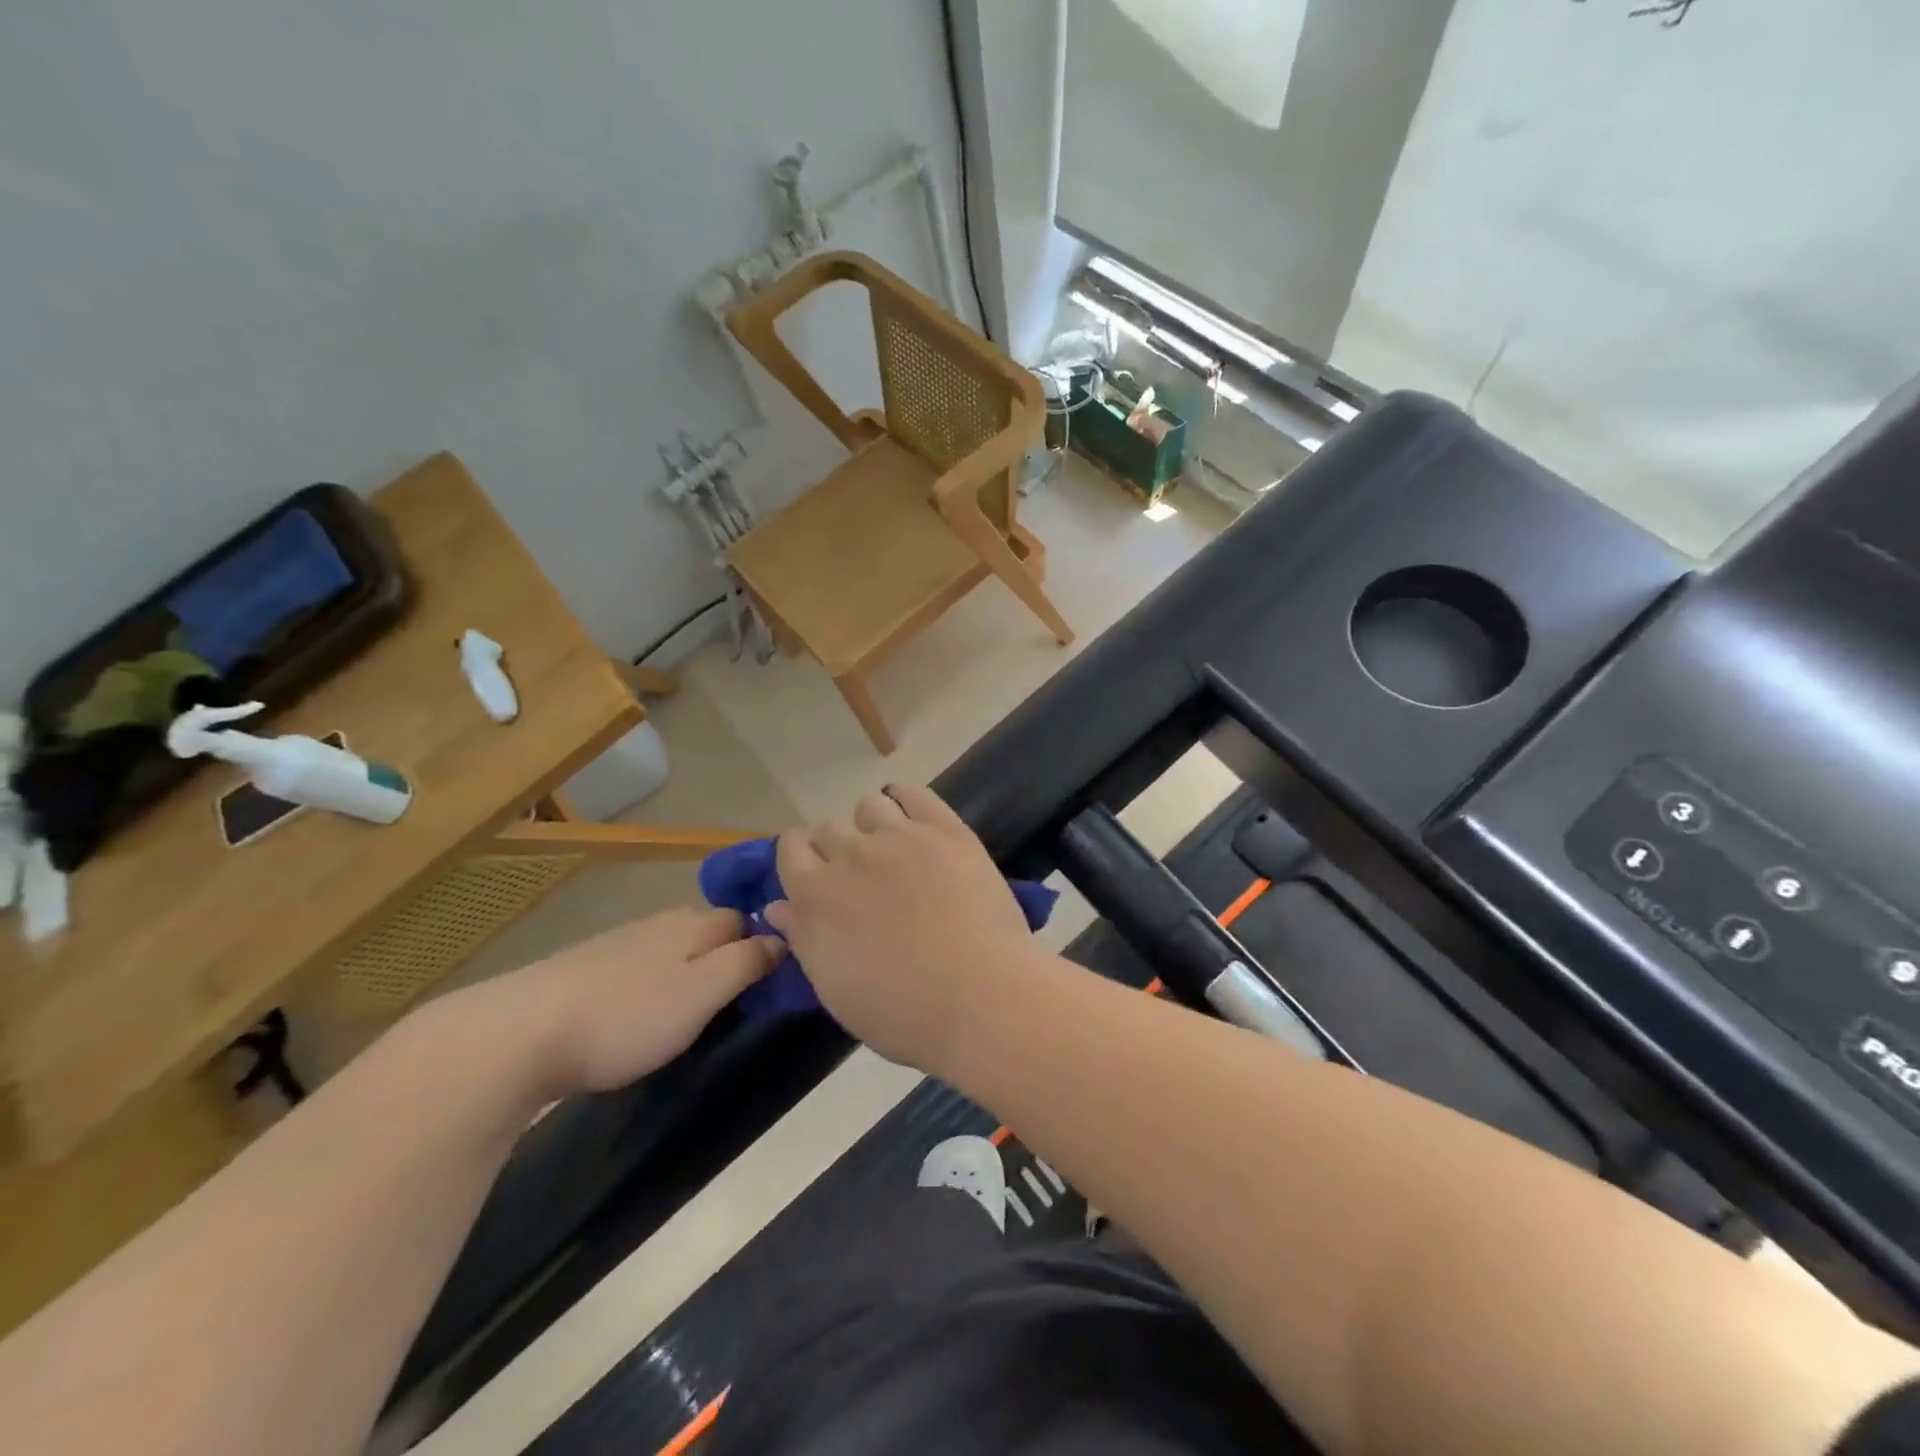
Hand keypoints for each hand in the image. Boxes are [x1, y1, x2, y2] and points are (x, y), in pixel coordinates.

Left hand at [460, 907, 782, 1096]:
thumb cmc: (626, 1016)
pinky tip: (643, 1012)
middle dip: (728, 955)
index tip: (774, 981)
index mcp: (693, 924)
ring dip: (690, 970)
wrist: (519, 1034)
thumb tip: (781, 938)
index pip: (744, 918)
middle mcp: (660, 923)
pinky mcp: (587, 968)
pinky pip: (641, 967)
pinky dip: (654, 983)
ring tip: (696, 1011)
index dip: (764, 942)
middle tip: (739, 1001)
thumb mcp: (701, 993)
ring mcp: (620, 943)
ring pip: (673, 947)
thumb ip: (746, 962)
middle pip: (709, 929)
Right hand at [765, 785, 1040, 1071]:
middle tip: (861, 876)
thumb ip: (804, 938)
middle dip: (836, 847)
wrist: (979, 997)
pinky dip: (907, 799)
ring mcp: (900, 836)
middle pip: (828, 827)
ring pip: (869, 806)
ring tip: (893, 849)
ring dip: (872, 825)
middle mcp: (850, 854)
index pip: (791, 849)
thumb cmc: (901, 1012)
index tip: (815, 874)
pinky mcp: (945, 830)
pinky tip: (914, 816)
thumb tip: (778, 906)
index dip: (801, 858)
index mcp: (815, 894)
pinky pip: (914, 793)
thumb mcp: (834, 989)